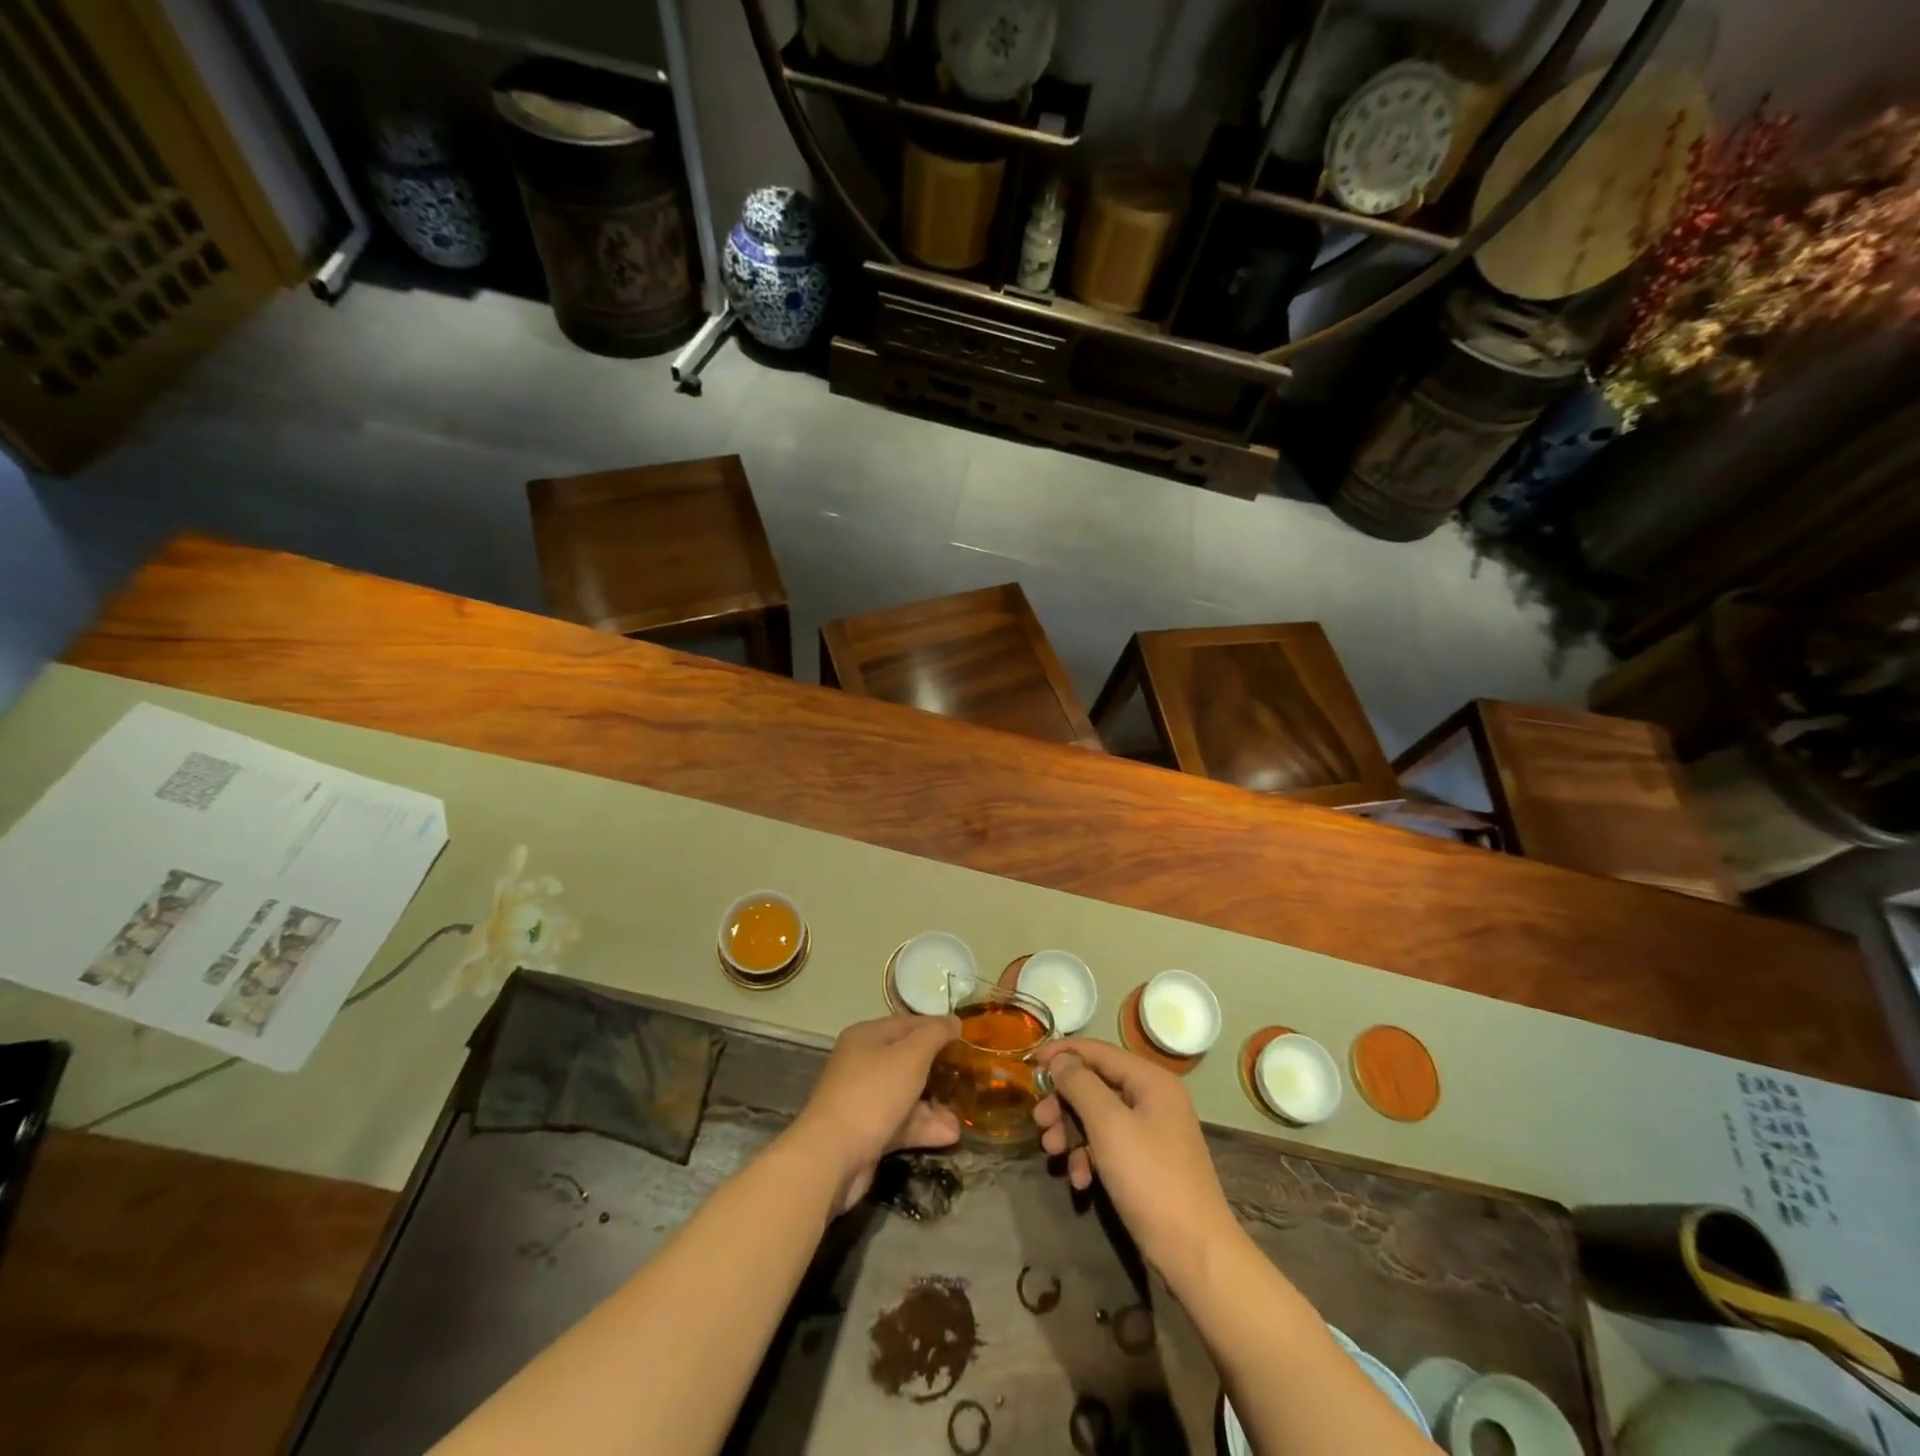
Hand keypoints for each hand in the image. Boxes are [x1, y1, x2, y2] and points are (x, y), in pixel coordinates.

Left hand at [789, 1013, 961, 1212]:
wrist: (832, 1156)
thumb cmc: (873, 1094)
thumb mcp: (911, 1056)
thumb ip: (935, 1035)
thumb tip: (954, 1021)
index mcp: (867, 1036)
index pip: (909, 1023)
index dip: (938, 1028)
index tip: (968, 1039)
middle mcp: (863, 1063)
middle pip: (908, 1059)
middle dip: (939, 1070)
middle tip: (968, 1078)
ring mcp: (863, 1099)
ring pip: (906, 1094)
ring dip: (935, 1105)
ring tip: (961, 1117)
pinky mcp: (866, 1131)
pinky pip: (900, 1122)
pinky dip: (923, 1127)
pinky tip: (949, 1135)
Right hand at [1032, 1039, 1239, 1279]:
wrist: (1195, 1254)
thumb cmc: (1150, 1179)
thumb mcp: (1109, 1126)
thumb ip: (1081, 1085)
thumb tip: (1060, 1059)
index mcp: (1151, 1081)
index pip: (1099, 1051)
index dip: (1064, 1053)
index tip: (1031, 1064)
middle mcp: (1153, 1099)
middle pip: (1096, 1085)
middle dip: (1064, 1102)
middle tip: (1039, 1122)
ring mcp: (1152, 1132)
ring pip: (1099, 1117)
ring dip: (1072, 1131)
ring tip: (1052, 1152)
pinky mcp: (1146, 1163)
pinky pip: (1109, 1145)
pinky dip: (1089, 1157)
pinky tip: (1079, 1180)